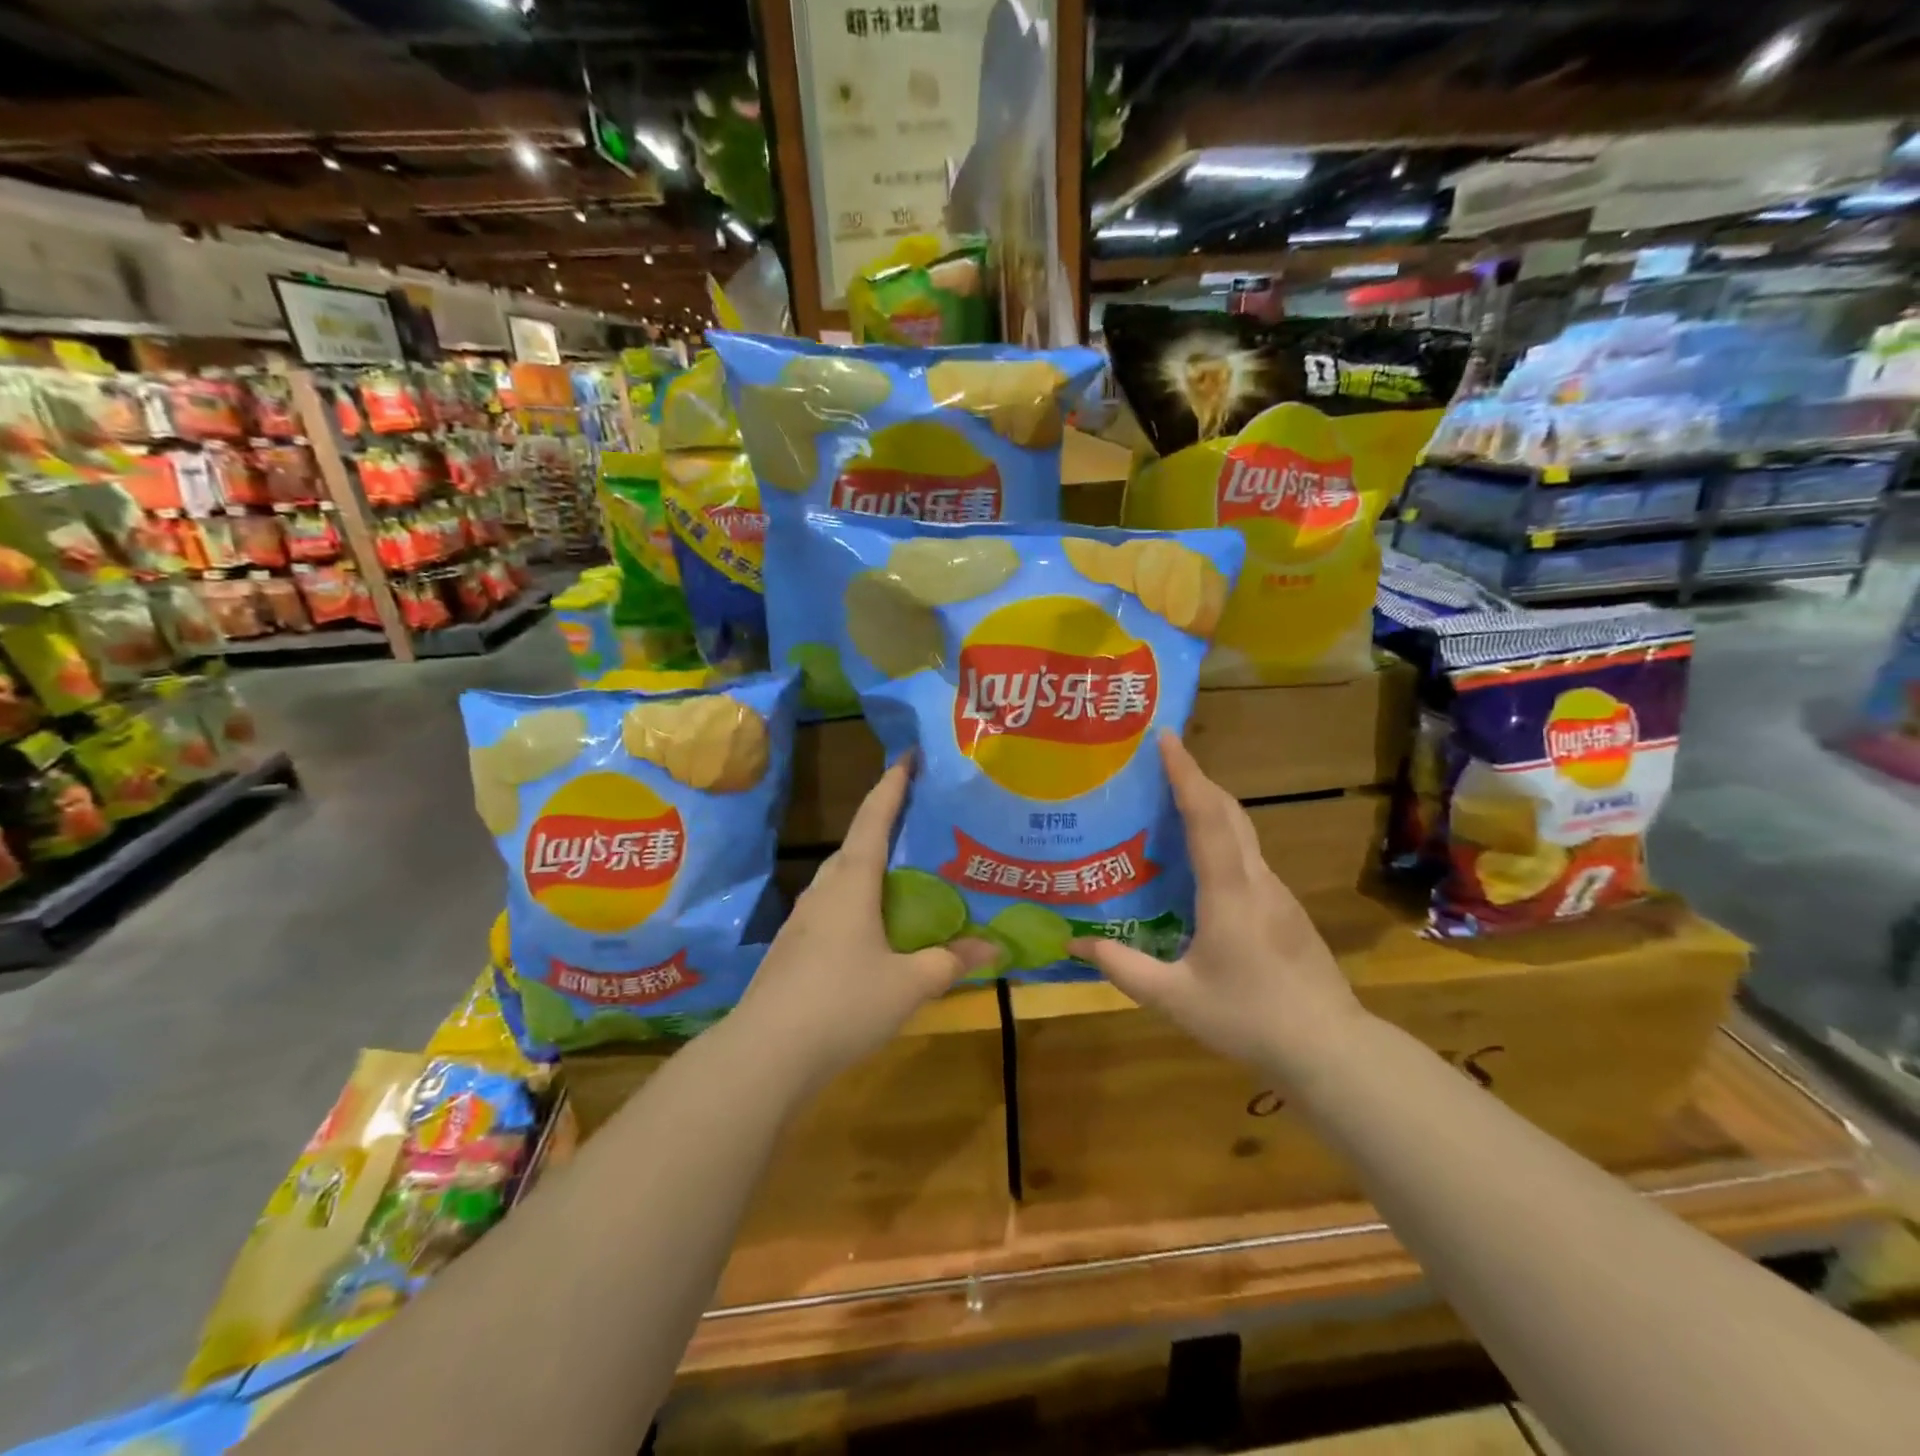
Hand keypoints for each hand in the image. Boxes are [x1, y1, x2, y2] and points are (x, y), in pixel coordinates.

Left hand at [733, 755, 997, 1085]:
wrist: (766, 1053)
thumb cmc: (843, 1003)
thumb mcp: (909, 984)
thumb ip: (949, 962)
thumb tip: (993, 948)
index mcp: (851, 883)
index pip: (874, 819)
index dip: (892, 785)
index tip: (906, 755)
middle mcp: (823, 891)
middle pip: (854, 845)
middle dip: (881, 824)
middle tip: (915, 818)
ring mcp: (801, 920)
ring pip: (839, 879)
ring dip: (866, 867)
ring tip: (898, 874)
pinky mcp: (792, 949)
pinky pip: (830, 909)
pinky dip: (855, 903)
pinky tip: (870, 930)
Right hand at [1070, 732, 1368, 1083]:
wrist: (1331, 1051)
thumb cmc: (1250, 1019)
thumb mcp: (1175, 998)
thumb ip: (1123, 967)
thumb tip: (1075, 943)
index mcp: (1229, 892)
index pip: (1207, 817)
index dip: (1186, 773)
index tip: (1166, 737)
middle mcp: (1257, 881)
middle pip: (1229, 812)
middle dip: (1196, 778)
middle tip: (1159, 761)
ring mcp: (1277, 894)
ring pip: (1242, 834)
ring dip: (1209, 808)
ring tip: (1169, 805)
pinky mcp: (1285, 910)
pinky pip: (1247, 858)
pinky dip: (1220, 839)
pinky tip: (1198, 864)